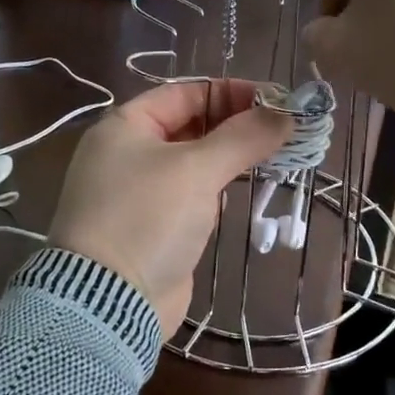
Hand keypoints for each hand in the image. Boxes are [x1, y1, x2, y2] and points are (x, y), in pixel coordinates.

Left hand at [50, 80, 290, 336]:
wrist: (110, 302)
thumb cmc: (147, 219)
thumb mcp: (197, 170)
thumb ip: (242, 138)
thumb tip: (285, 115)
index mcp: (125, 127)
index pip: (185, 93)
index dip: (231, 93)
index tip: (276, 101)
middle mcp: (127, 154)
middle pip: (189, 126)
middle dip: (236, 126)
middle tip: (283, 131)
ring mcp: (138, 193)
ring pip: (192, 163)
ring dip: (230, 159)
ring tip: (275, 157)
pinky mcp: (151, 227)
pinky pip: (190, 196)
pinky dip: (216, 190)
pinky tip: (244, 192)